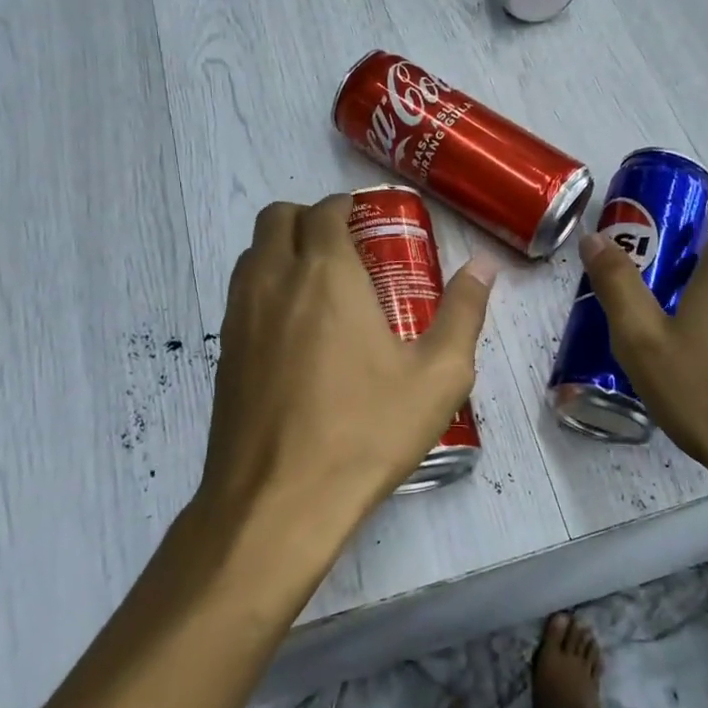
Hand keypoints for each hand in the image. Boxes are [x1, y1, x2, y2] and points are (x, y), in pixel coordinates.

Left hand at [198, 195, 496, 562]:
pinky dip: (265, 286)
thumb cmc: (365, 432)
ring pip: (252, 253)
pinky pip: (241, 294)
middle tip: (346, 247)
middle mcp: (273, 281)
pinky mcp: (223, 352)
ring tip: (322, 285)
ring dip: (282, 249)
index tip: (369, 222)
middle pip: (277, 218)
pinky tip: (297, 331)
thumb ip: (464, 312)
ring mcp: (239, 316)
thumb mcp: (438, 376)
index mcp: (325, 274)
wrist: (277, 501)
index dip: (346, 207)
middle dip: (309, 218)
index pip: (324, 211)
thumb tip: (484, 266)